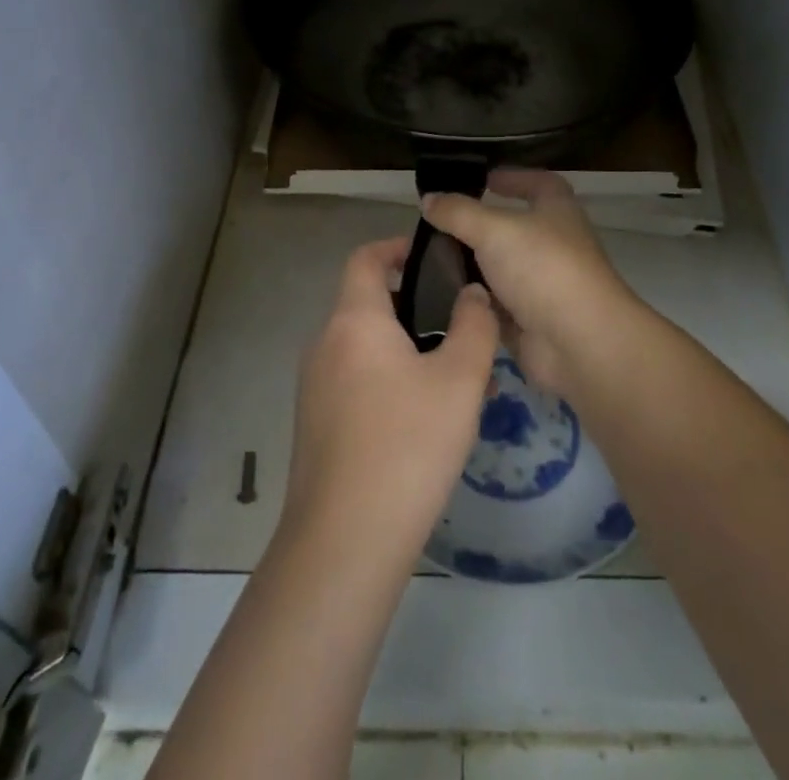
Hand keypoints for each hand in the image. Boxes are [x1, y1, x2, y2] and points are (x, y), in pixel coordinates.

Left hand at [280, 235, 499, 565]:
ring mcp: (314, 386)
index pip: (366, 258)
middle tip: (459, 323)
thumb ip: (474, 325)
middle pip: (367, 302)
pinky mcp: (314, 424)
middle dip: (413, 304)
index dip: (397, 247)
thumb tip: (473, 292)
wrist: (344, 542)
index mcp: (354, 321)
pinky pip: (355, 380)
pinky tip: (425, 417)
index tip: (435, 257)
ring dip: (405, 347)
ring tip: (453, 374)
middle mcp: (325, 344)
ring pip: (364, 346)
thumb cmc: (407, 445)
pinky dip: (388, 378)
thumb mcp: (460, 380)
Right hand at [421, 169, 640, 396]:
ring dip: (471, 265)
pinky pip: (494, 305)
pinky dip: (473, 301)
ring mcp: (542, 285)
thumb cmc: (543, 268)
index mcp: (557, 211)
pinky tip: (440, 296)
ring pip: (500, 269)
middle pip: (512, 228)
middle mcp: (553, 244)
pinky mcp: (529, 321)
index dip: (514, 177)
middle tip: (438, 224)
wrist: (578, 343)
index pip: (539, 183)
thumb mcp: (494, 230)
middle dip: (478, 226)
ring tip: (428, 259)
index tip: (483, 179)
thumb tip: (429, 198)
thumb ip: (458, 212)